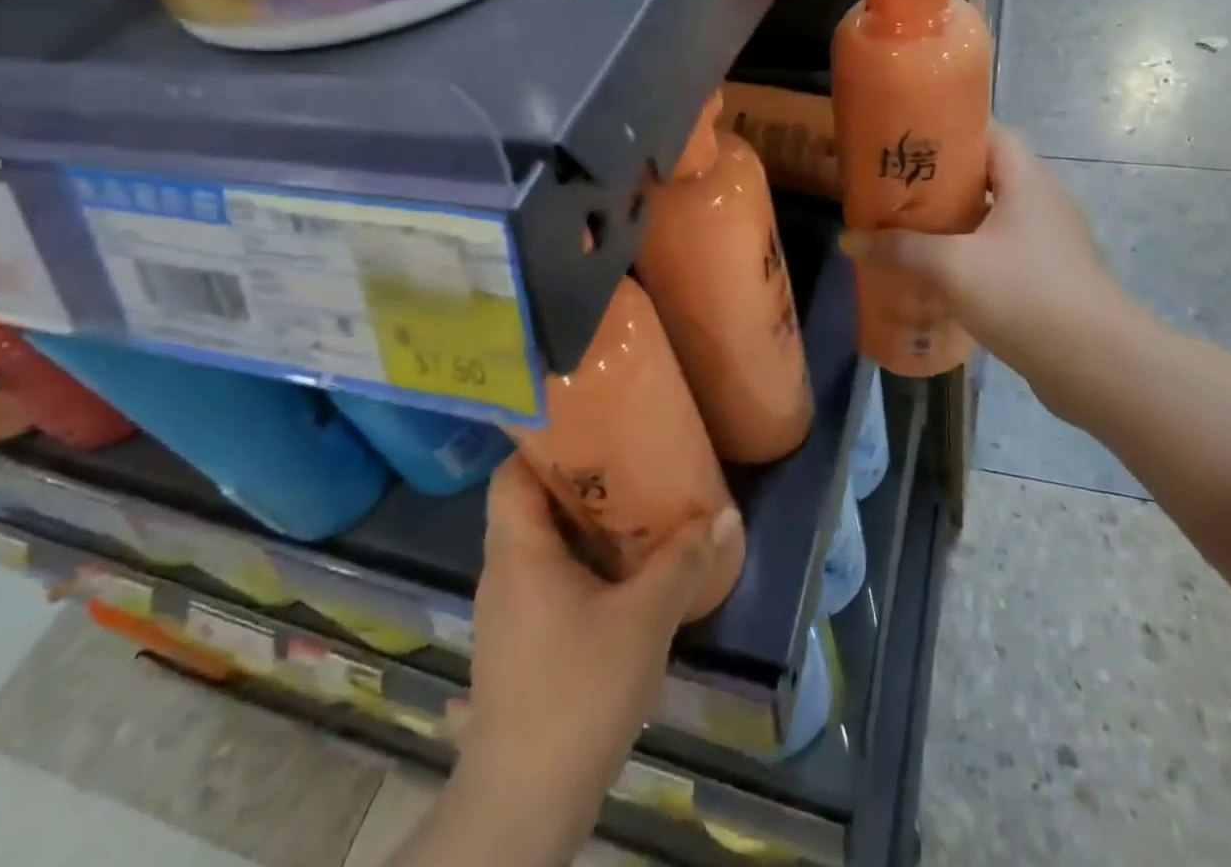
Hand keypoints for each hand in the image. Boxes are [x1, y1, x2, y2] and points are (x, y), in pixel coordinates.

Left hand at [441, 455, 739, 865]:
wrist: (524, 805)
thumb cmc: (576, 692)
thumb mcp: (643, 620)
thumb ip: (683, 562)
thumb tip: (726, 515)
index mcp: (518, 552)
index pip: (511, 474)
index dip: (544, 443)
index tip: (592, 425)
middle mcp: (504, 572)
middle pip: (531, 503)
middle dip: (580, 479)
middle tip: (631, 458)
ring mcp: (509, 611)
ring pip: (542, 544)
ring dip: (584, 524)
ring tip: (636, 505)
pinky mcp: (521, 644)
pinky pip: (548, 578)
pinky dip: (582, 563)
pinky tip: (624, 571)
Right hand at [841, 125, 1148, 415]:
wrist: (1097, 366)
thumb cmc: (1026, 296)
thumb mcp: (953, 267)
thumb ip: (900, 249)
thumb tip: (848, 240)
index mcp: (1028, 180)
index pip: (991, 132)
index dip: (950, 130)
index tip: (908, 141)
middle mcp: (1043, 201)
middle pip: (987, 174)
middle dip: (940, 180)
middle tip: (894, 188)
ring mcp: (1049, 241)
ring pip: (992, 216)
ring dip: (953, 221)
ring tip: (907, 228)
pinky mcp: (1048, 276)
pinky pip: (1000, 249)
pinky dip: (969, 253)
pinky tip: (937, 273)